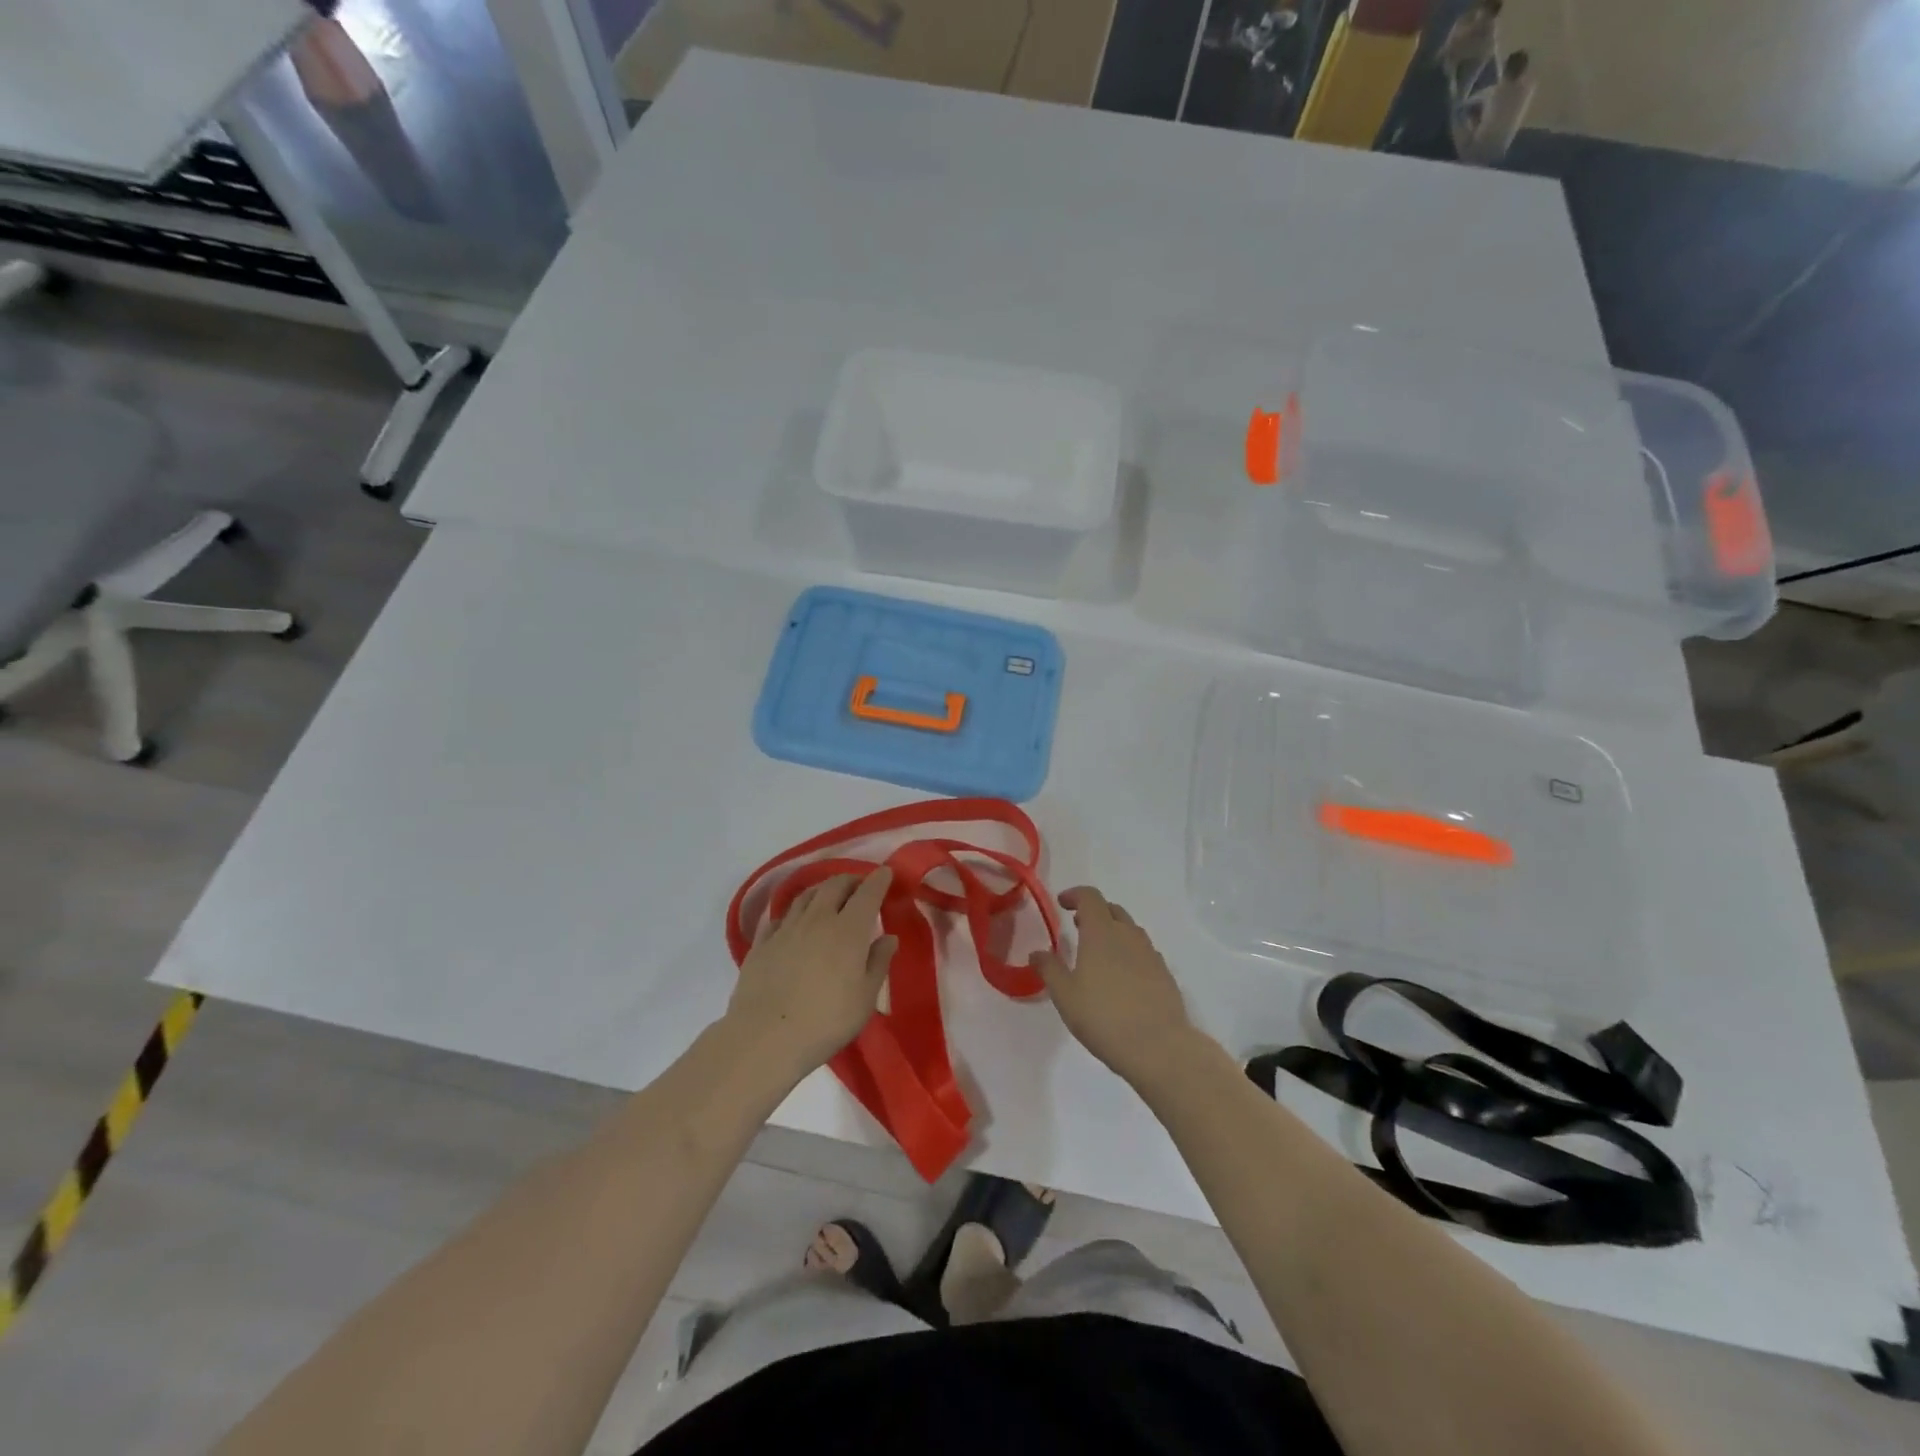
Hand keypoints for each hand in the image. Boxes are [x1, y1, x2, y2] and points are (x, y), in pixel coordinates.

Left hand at [726, 868, 897, 1082]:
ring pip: (806, 896)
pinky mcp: (761, 943)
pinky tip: (794, 921)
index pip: (868, 893)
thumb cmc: (826, 1020)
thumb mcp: (865, 998)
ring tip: (828, 896)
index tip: (886, 873)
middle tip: (859, 886)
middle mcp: (817, 919)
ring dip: (822, 889)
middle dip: (850, 880)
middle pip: (834, 886)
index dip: (878, 880)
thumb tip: (889, 937)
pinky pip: (780, 916)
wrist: (765, 1037)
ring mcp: (786, 929)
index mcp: (849, 929)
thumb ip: (879, 963)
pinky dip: (793, 912)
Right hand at [1031, 886, 1205, 1087]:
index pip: (1090, 897)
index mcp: (1101, 932)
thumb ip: (1049, 969)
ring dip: (1113, 931)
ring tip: (1099, 953)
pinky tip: (1122, 976)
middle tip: (1078, 926)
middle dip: (1094, 912)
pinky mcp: (1164, 973)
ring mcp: (1150, 953)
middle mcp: (1128, 935)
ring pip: (1130, 930)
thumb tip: (1037, 952)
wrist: (1158, 1046)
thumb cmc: (1103, 1017)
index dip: (1074, 895)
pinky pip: (1143, 951)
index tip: (1062, 904)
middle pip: (1111, 909)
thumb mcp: (1065, 995)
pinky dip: (1129, 952)